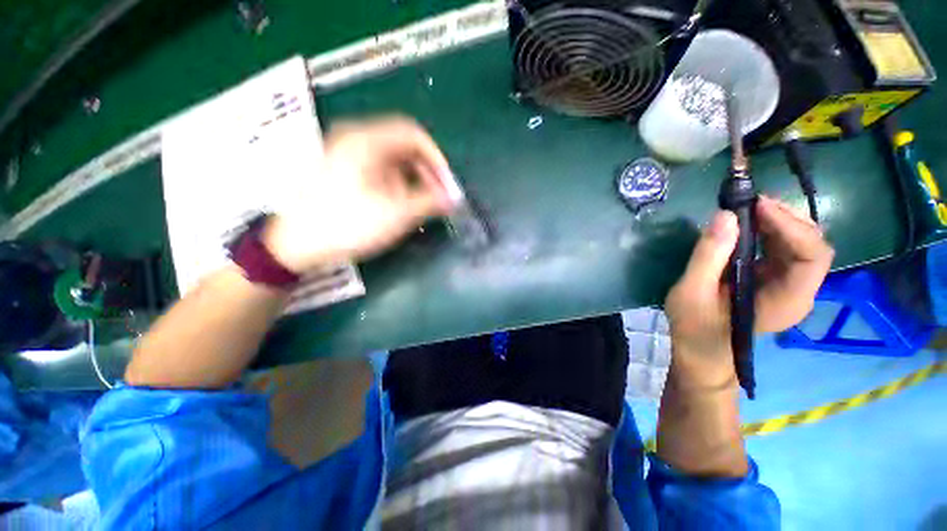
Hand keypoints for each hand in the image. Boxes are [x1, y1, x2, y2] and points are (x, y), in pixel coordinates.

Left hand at [263, 116, 455, 272]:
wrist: (295, 244)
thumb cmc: (346, 225)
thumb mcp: (395, 215)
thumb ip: (429, 202)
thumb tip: (454, 199)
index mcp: (366, 141)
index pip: (414, 135)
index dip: (437, 159)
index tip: (447, 184)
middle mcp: (355, 139)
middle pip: (403, 145)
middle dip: (426, 171)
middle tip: (438, 196)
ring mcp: (346, 154)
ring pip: (392, 159)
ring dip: (412, 179)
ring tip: (419, 204)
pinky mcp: (343, 169)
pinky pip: (379, 169)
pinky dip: (395, 183)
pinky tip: (398, 204)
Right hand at [665, 196, 834, 386]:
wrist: (701, 351)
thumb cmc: (695, 327)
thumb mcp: (692, 292)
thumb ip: (708, 256)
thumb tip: (725, 215)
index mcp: (788, 300)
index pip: (812, 255)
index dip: (791, 226)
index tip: (757, 205)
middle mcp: (799, 291)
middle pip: (812, 245)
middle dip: (786, 218)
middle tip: (749, 202)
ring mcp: (790, 286)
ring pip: (801, 243)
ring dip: (778, 221)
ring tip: (747, 208)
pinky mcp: (776, 281)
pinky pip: (784, 249)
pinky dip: (769, 231)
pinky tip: (748, 225)